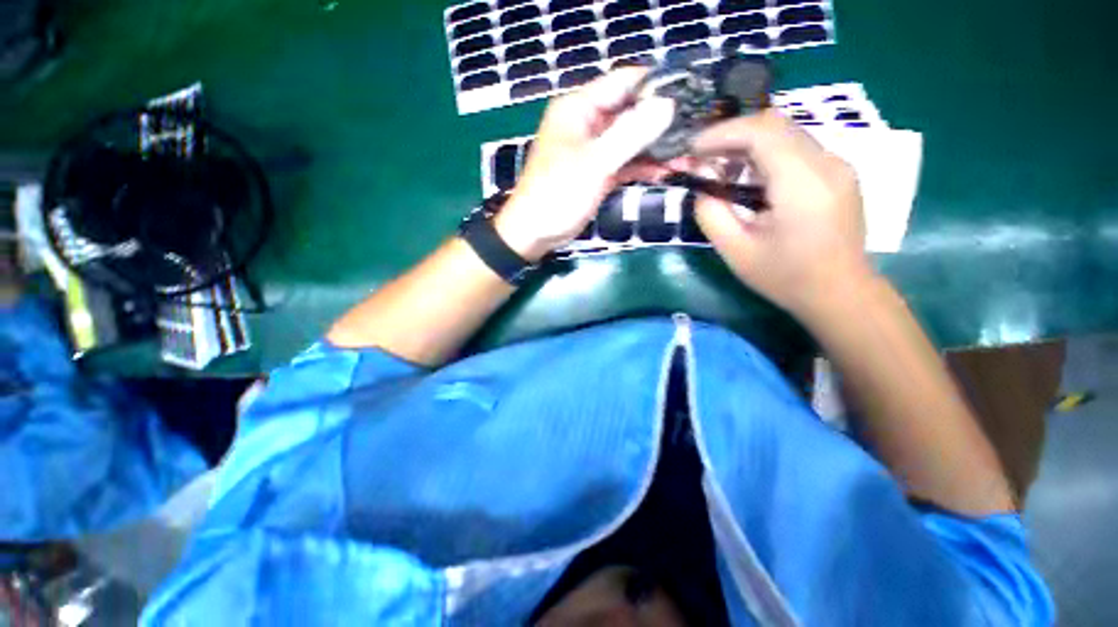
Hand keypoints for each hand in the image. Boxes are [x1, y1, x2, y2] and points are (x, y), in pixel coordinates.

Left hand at [494, 68, 675, 260]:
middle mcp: (588, 123)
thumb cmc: (557, 194)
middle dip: (662, 124)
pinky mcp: (599, 172)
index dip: (656, 86)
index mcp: (579, 108)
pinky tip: (665, 172)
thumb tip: (667, 105)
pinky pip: (626, 162)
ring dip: (656, 149)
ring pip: (631, 140)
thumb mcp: (594, 163)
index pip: (624, 82)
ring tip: (686, 157)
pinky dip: (643, 167)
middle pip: (632, 112)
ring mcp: (594, 149)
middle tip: (695, 133)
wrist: (535, 232)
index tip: (690, 96)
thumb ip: (629, 134)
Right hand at [688, 109, 874, 318]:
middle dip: (731, 137)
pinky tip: (750, 182)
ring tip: (723, 173)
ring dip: (748, 147)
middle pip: (774, 126)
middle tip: (703, 161)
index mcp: (802, 183)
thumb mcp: (735, 251)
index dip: (722, 133)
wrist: (839, 293)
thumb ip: (711, 213)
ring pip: (786, 135)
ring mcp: (837, 166)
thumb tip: (703, 186)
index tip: (693, 149)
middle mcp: (826, 163)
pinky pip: (797, 149)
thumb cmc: (785, 277)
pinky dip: (766, 156)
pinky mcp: (837, 173)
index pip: (761, 132)